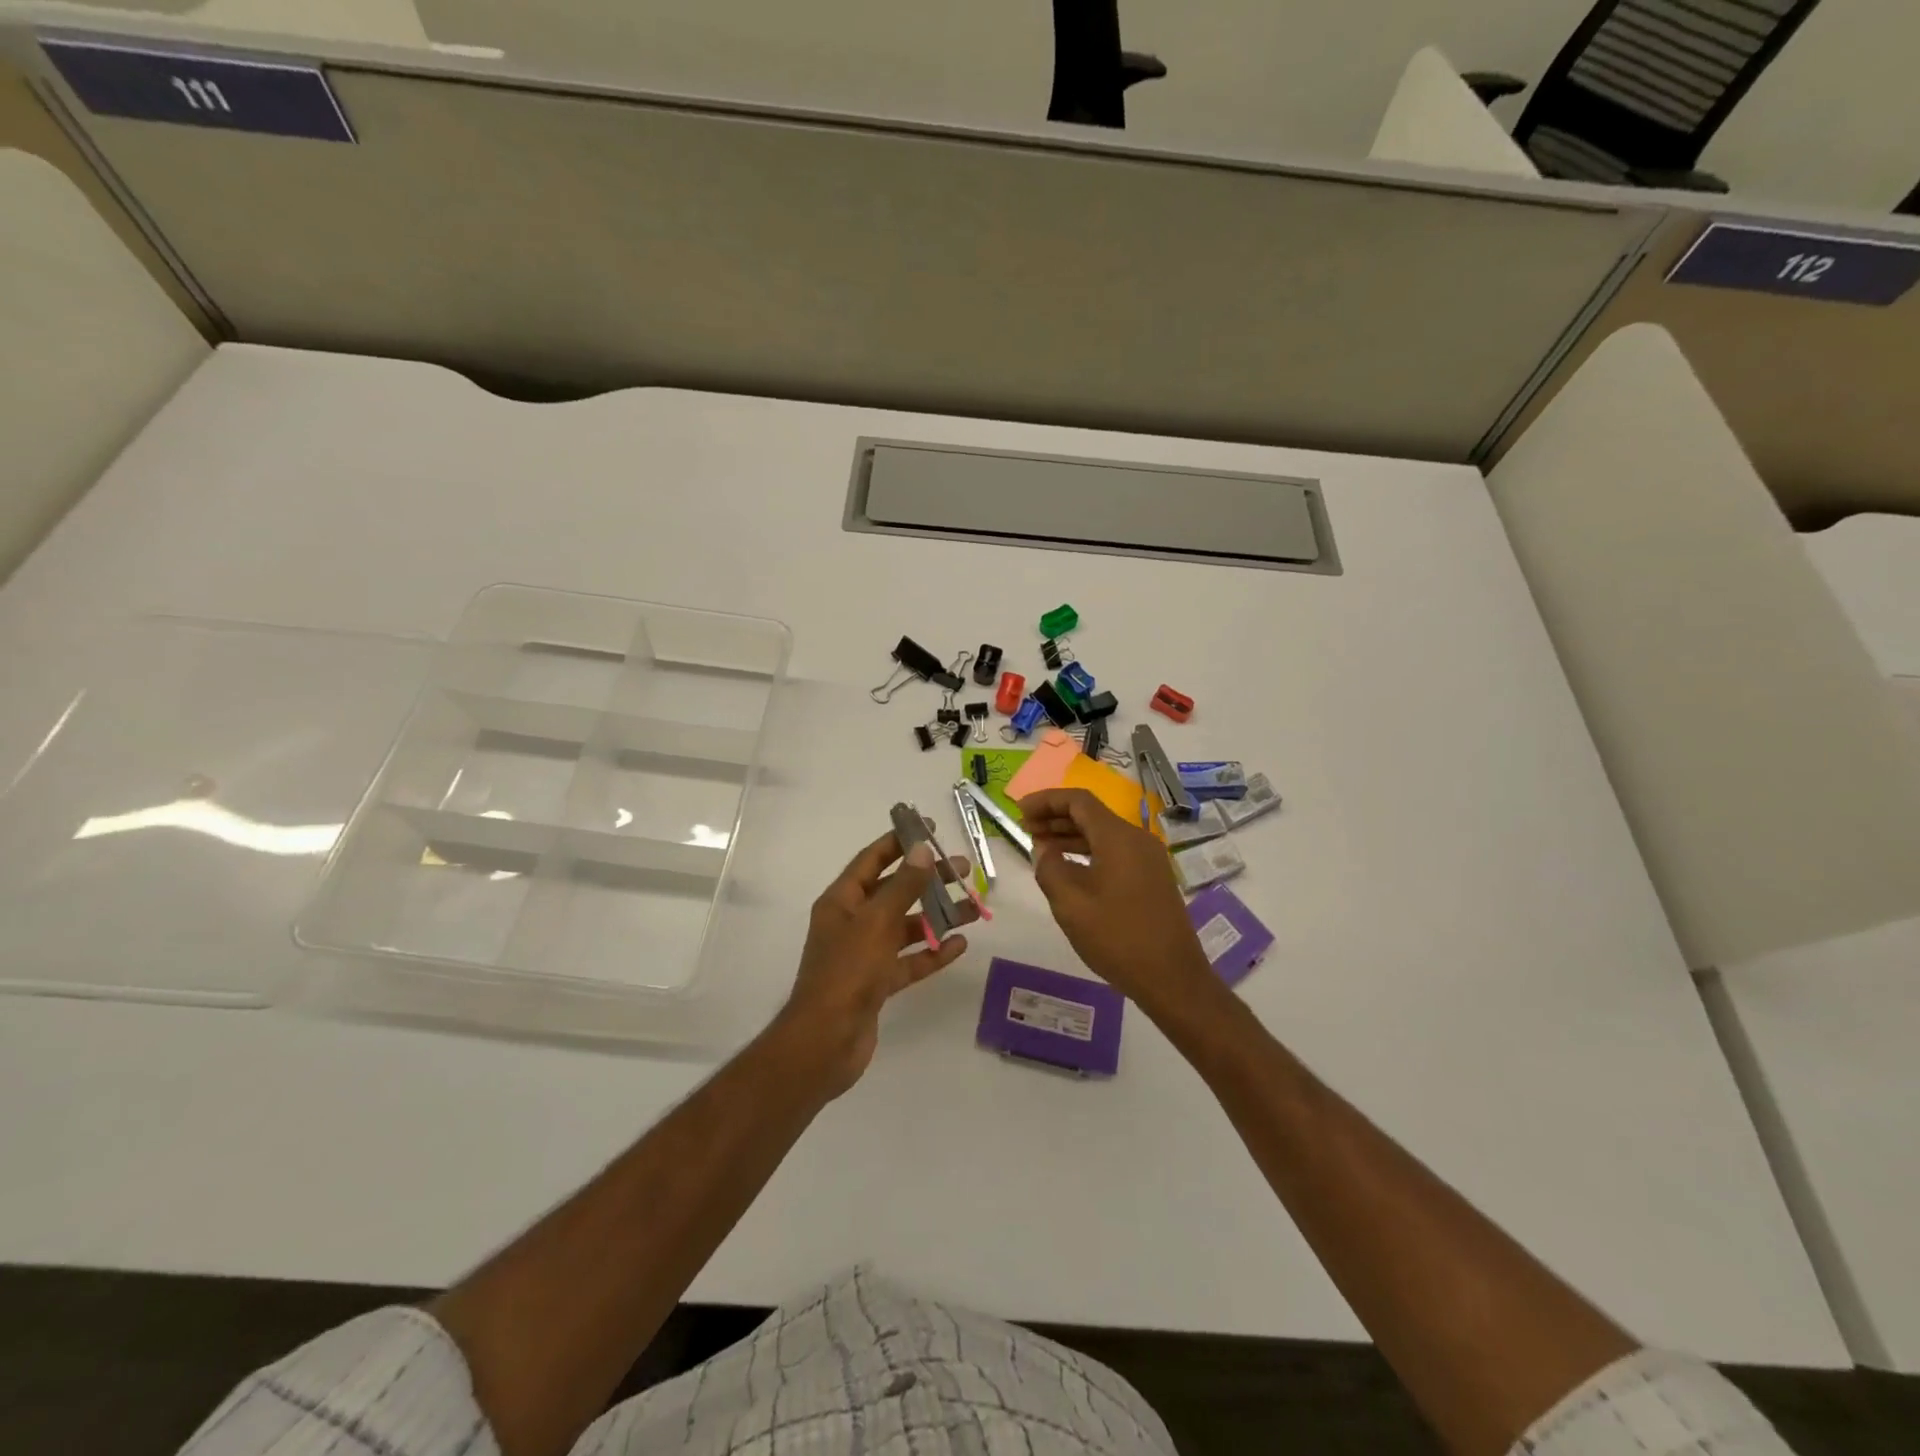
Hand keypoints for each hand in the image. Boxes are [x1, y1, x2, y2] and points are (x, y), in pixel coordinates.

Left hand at [772, 827, 974, 1097]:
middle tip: (963, 869)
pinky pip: (909, 960)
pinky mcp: (878, 983)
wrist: (826, 1042)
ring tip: (973, 907)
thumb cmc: (847, 972)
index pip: (871, 860)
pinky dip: (932, 952)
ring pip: (906, 927)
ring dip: (937, 916)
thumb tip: (921, 849)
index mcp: (842, 901)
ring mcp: (865, 955)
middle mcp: (852, 923)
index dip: (899, 841)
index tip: (929, 828)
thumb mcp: (877, 922)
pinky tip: (960, 945)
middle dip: (928, 879)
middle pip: (894, 892)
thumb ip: (903, 886)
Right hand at [1017, 788, 1216, 1017]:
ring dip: (1070, 836)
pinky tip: (1068, 868)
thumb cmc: (1118, 938)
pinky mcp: (1152, 878)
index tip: (1020, 811)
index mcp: (1118, 838)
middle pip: (1091, 814)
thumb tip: (1044, 850)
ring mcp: (1148, 859)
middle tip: (1025, 828)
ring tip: (1040, 846)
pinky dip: (1088, 852)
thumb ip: (1050, 868)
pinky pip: (1114, 852)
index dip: (1046, 800)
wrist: (1172, 978)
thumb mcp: (1070, 904)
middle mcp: (1137, 839)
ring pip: (1103, 834)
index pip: (1078, 801)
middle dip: (1056, 817)